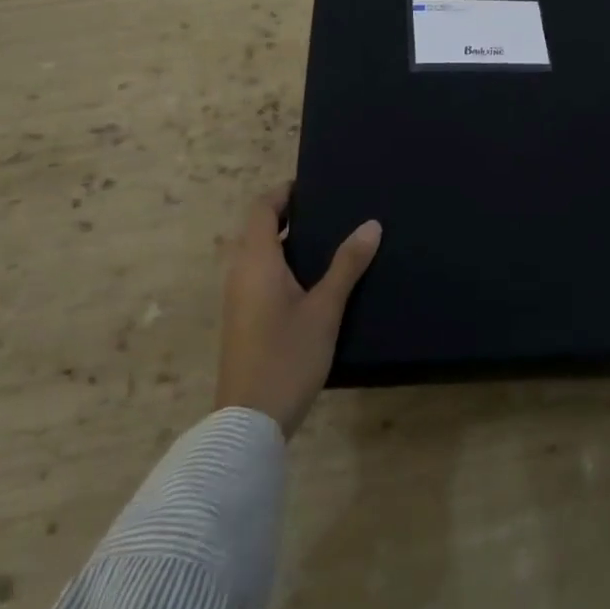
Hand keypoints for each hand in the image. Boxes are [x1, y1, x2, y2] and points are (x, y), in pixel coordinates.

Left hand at [215, 185, 381, 437]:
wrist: (248, 422)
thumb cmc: (287, 356)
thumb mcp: (325, 309)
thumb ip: (347, 265)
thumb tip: (371, 224)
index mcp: (256, 260)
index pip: (261, 208)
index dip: (283, 193)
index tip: (313, 186)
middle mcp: (240, 272)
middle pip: (258, 229)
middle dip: (289, 215)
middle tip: (330, 211)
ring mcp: (238, 298)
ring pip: (258, 254)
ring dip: (286, 241)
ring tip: (328, 241)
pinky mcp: (242, 319)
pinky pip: (259, 275)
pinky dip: (281, 264)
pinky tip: (312, 281)